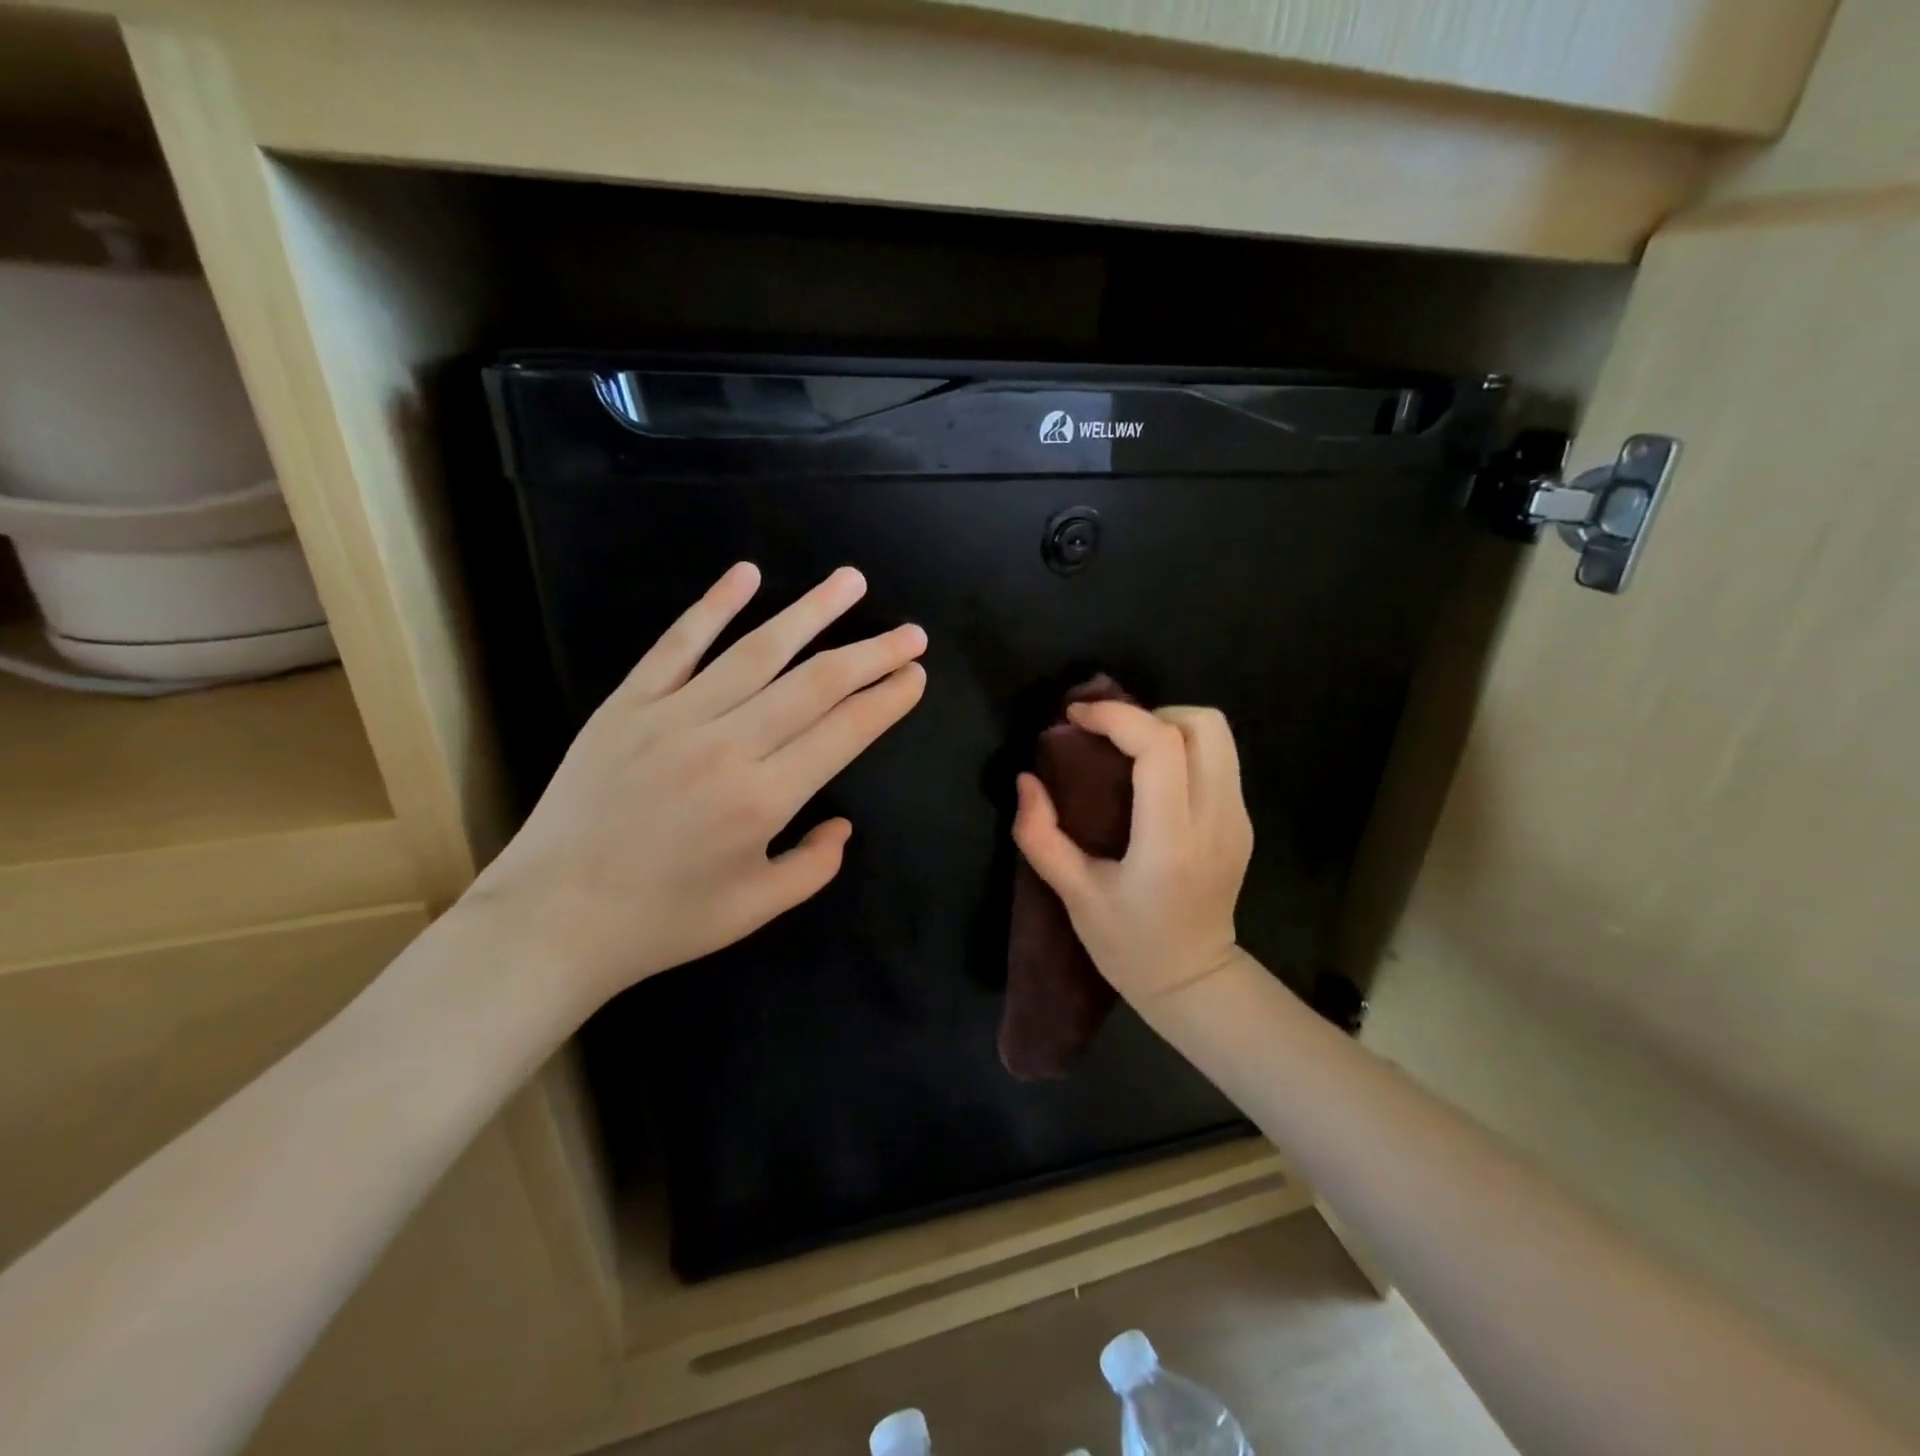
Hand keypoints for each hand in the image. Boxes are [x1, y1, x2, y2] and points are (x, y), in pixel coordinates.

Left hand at [466, 563, 926, 1009]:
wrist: (552, 919)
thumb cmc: (662, 922)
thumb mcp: (756, 909)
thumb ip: (814, 866)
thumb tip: (842, 824)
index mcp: (764, 799)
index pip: (846, 731)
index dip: (888, 699)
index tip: (916, 674)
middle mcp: (728, 746)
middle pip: (816, 682)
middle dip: (872, 653)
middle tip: (911, 632)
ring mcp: (674, 717)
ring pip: (758, 650)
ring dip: (812, 611)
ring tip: (851, 582)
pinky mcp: (628, 704)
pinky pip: (678, 644)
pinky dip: (714, 605)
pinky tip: (748, 574)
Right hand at [1012, 702, 1252, 1009]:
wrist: (1193, 980)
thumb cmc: (1128, 944)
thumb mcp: (1074, 895)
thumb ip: (1040, 836)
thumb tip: (1026, 780)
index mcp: (1170, 841)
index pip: (1159, 747)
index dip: (1116, 717)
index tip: (1076, 718)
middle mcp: (1215, 820)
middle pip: (1204, 725)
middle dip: (1150, 714)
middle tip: (1111, 737)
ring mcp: (1237, 819)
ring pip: (1219, 736)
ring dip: (1170, 727)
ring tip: (1130, 752)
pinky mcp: (1242, 822)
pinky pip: (1219, 760)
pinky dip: (1183, 750)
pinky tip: (1152, 780)